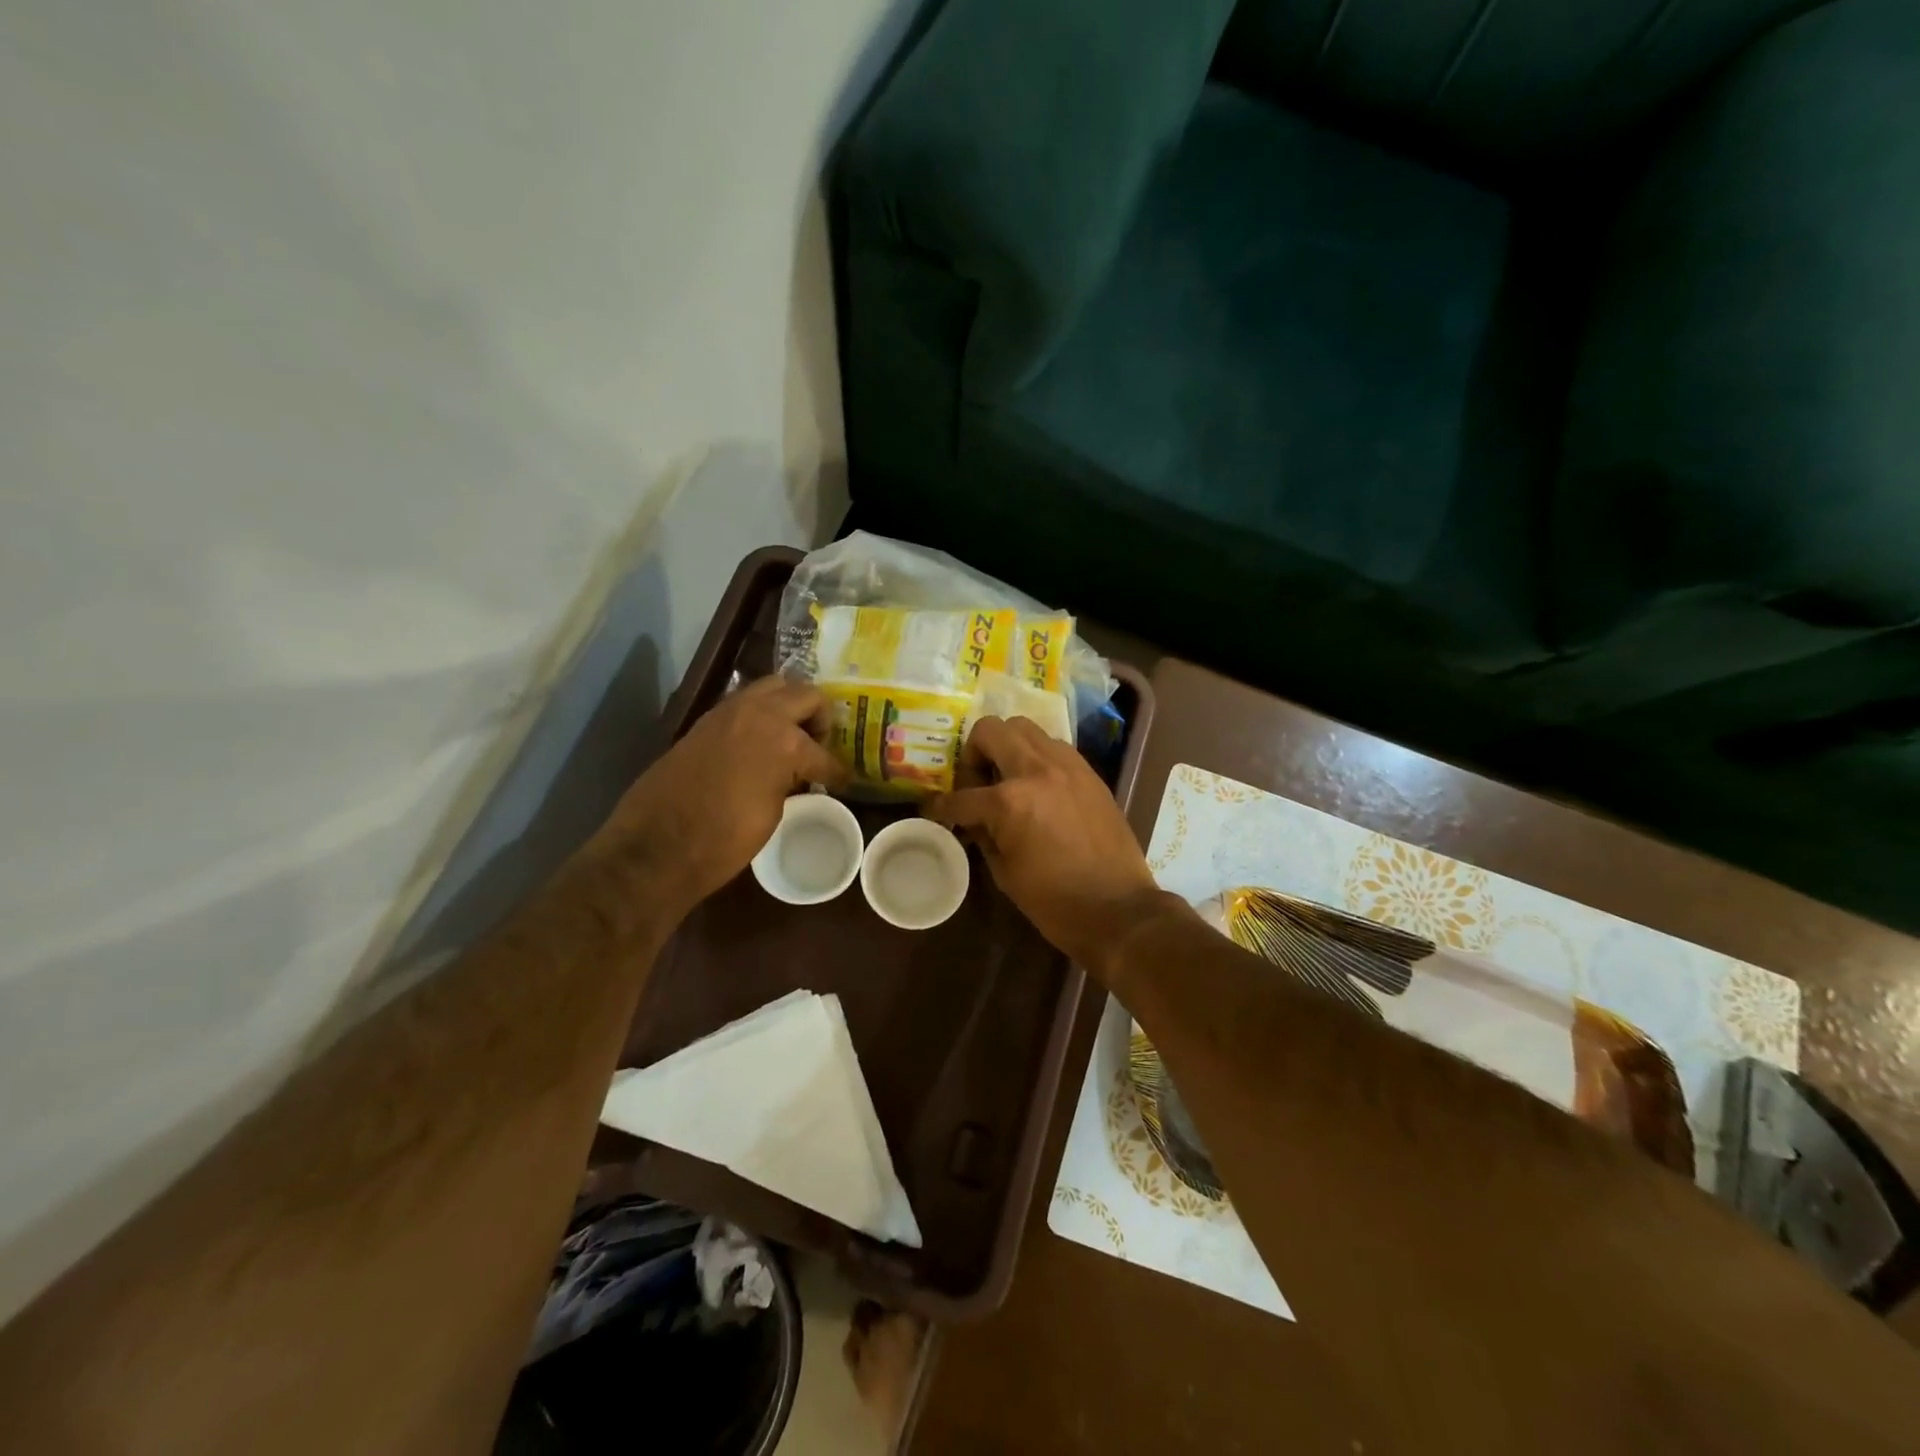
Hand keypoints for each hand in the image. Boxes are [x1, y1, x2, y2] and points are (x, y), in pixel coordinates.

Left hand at [591, 677, 847, 912]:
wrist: (658, 844)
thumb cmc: (725, 840)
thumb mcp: (773, 813)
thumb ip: (790, 780)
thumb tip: (796, 775)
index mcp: (786, 741)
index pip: (824, 753)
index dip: (837, 771)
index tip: (844, 781)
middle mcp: (761, 714)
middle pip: (805, 695)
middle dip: (819, 718)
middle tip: (819, 745)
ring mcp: (729, 712)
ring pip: (773, 687)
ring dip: (788, 706)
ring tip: (791, 737)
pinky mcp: (706, 720)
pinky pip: (744, 703)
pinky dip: (759, 714)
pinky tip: (761, 743)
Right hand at [927, 716, 1167, 975]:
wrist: (1118, 908)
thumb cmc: (1055, 901)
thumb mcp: (1004, 872)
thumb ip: (983, 835)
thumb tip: (972, 820)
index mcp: (1009, 801)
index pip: (961, 796)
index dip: (941, 807)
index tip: (936, 812)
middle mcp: (1036, 770)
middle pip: (991, 730)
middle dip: (974, 753)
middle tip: (977, 782)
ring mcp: (1068, 766)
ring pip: (1025, 728)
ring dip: (1008, 747)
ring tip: (1008, 780)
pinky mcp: (1089, 772)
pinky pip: (1054, 746)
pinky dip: (1037, 757)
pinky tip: (1038, 787)